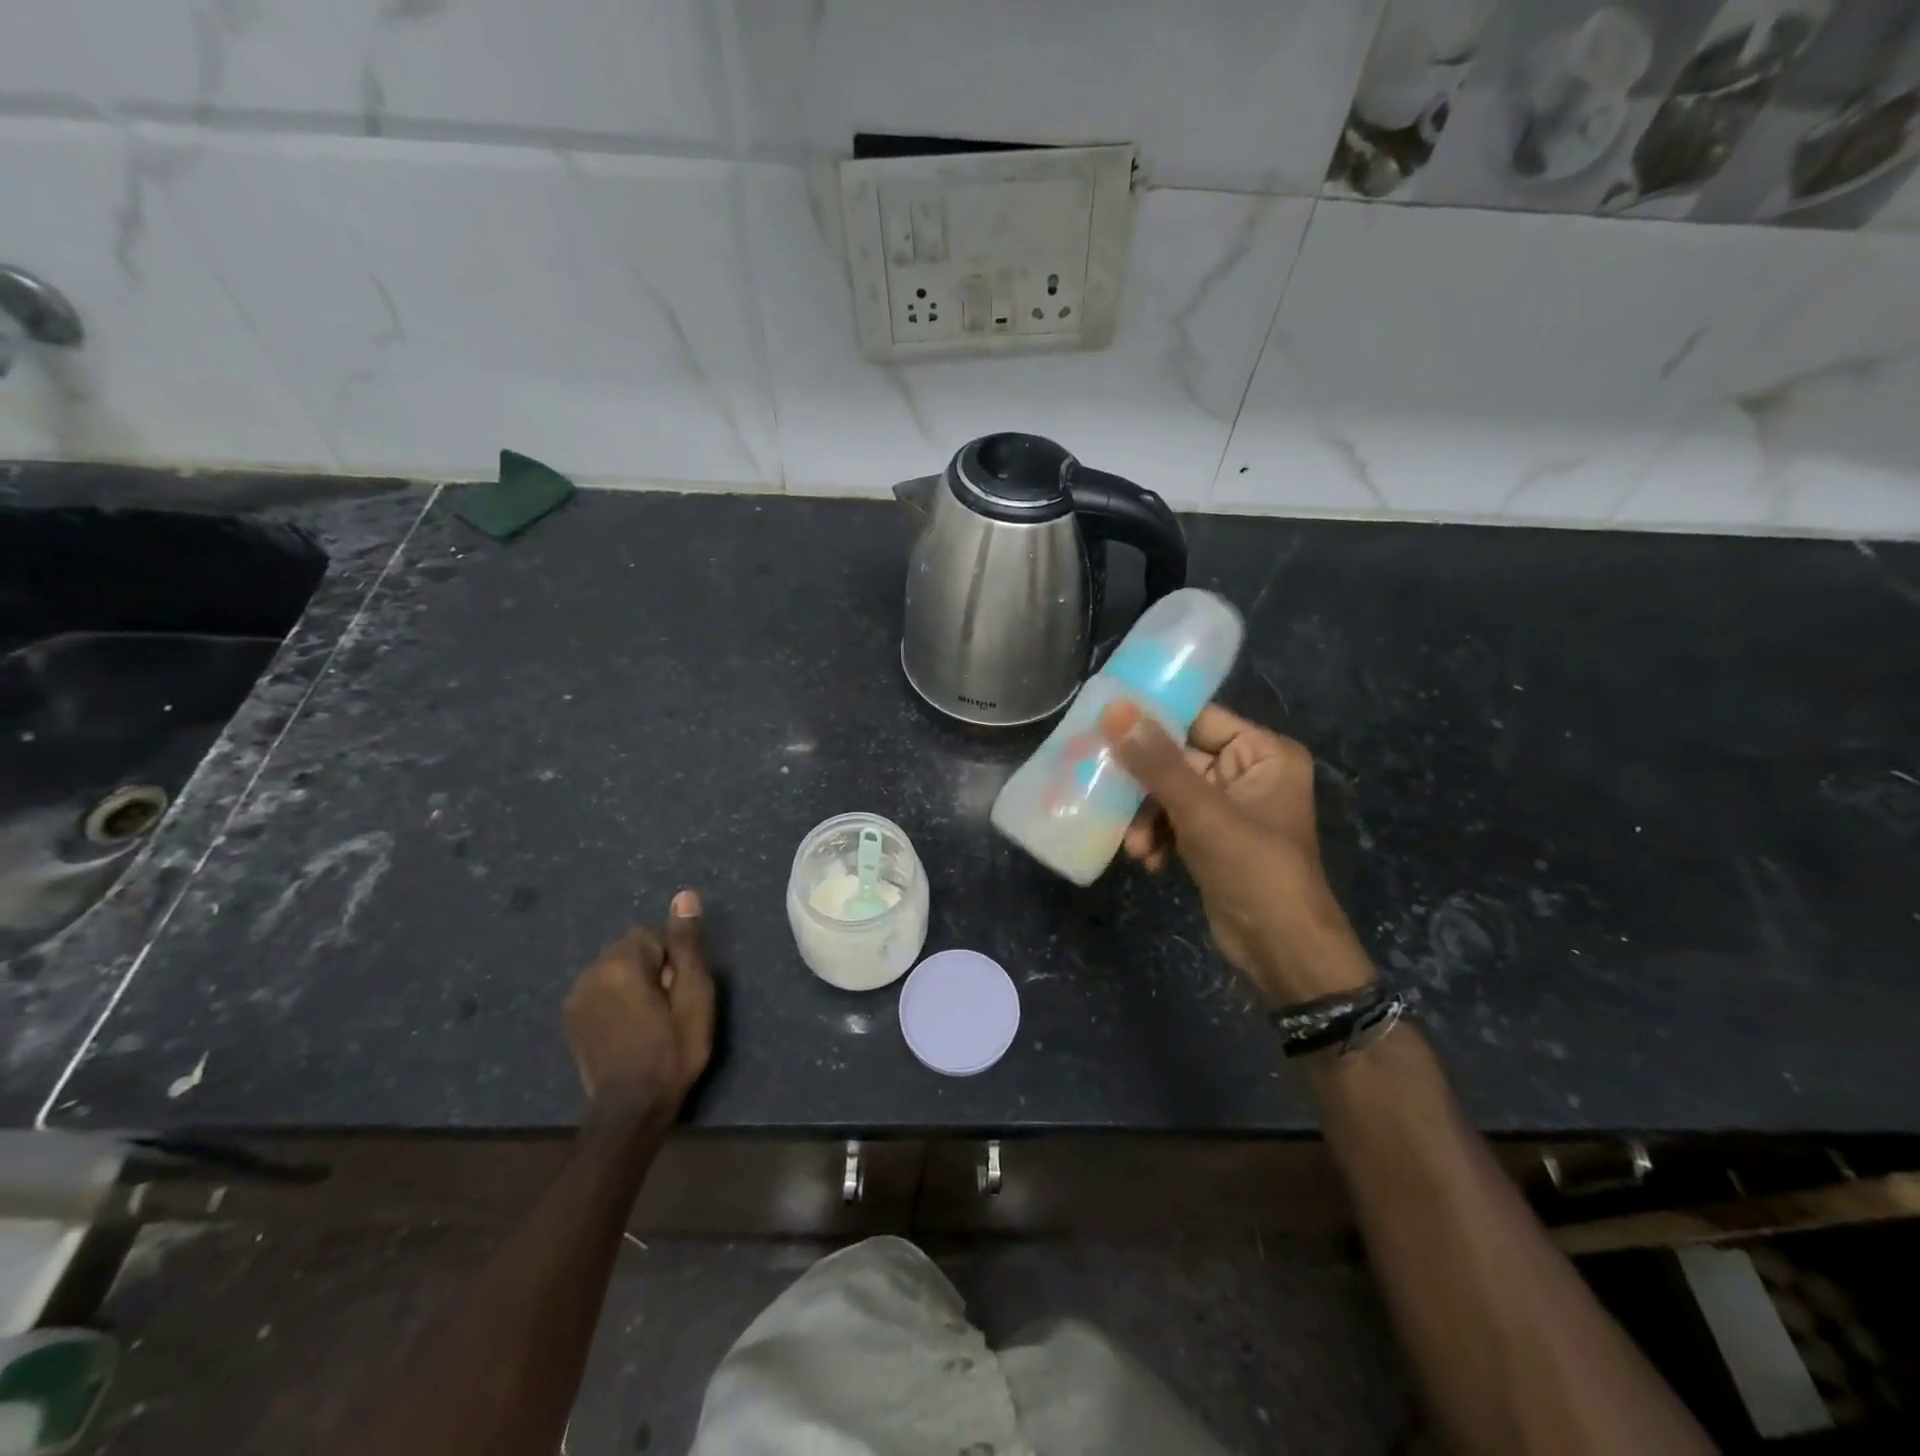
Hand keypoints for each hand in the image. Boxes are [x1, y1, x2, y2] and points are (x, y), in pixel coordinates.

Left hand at [563, 890, 715, 1119]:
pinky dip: (615, 998)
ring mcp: (575, 997)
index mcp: (621, 964)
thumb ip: (686, 945)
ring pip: (614, 968)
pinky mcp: (570, 1018)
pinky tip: (627, 1026)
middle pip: (631, 949)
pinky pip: (599, 989)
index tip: (678, 993)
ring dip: (632, 982)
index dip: (673, 960)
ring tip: (647, 1018)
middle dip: (651, 967)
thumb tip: (684, 897)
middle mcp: (590, 972)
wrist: (631, 1109)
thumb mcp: (694, 996)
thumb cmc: (673, 1050)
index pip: (653, 934)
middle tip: (667, 1006)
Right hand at [1100, 701, 1375, 1005]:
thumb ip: (1158, 762)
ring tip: (1136, 847)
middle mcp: (1248, 771)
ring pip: (1169, 793)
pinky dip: (1158, 836)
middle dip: (1144, 787)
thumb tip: (1115, 709)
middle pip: (1177, 758)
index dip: (1152, 721)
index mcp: (1262, 752)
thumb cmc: (1253, 869)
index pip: (1198, 718)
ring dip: (1146, 818)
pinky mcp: (1214, 837)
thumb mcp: (1202, 812)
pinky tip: (1148, 861)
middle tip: (1103, 791)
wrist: (1281, 950)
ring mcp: (1230, 807)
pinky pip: (1174, 820)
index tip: (1104, 725)